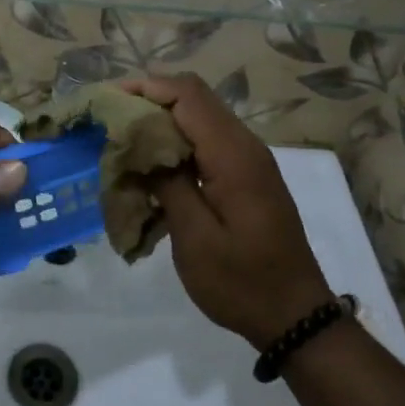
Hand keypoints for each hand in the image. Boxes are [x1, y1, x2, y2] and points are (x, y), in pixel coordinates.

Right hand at [121, 74, 333, 348]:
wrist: (296, 318)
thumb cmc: (241, 282)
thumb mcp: (195, 238)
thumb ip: (167, 183)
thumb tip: (141, 144)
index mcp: (233, 155)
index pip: (188, 95)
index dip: (146, 88)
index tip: (109, 100)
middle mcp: (245, 145)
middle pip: (195, 97)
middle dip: (151, 98)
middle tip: (111, 118)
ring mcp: (249, 159)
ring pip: (201, 116)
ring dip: (163, 118)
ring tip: (125, 138)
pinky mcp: (247, 175)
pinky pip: (208, 139)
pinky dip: (177, 139)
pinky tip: (154, 163)